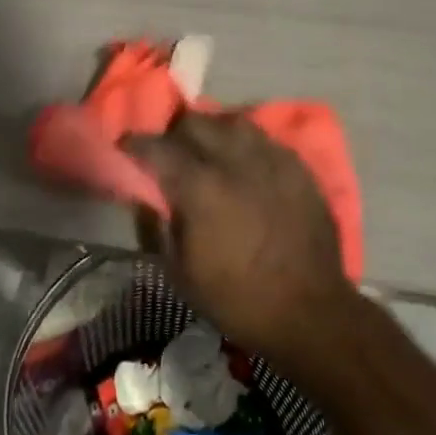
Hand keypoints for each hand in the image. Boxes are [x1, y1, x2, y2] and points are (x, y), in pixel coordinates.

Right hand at [124, 112, 353, 366]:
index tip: (126, 147)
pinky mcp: (298, 167)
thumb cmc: (237, 298)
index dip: (135, 144)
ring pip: (232, 122)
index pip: (157, 147)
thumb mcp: (180, 273)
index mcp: (200, 187)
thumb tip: (148, 196)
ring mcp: (271, 159)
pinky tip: (245, 163)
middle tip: (170, 153)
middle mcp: (234, 161)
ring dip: (213, 132)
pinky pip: (265, 139)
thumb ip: (158, 225)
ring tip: (209, 152)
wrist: (309, 312)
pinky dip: (246, 144)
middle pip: (195, 122)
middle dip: (175, 133)